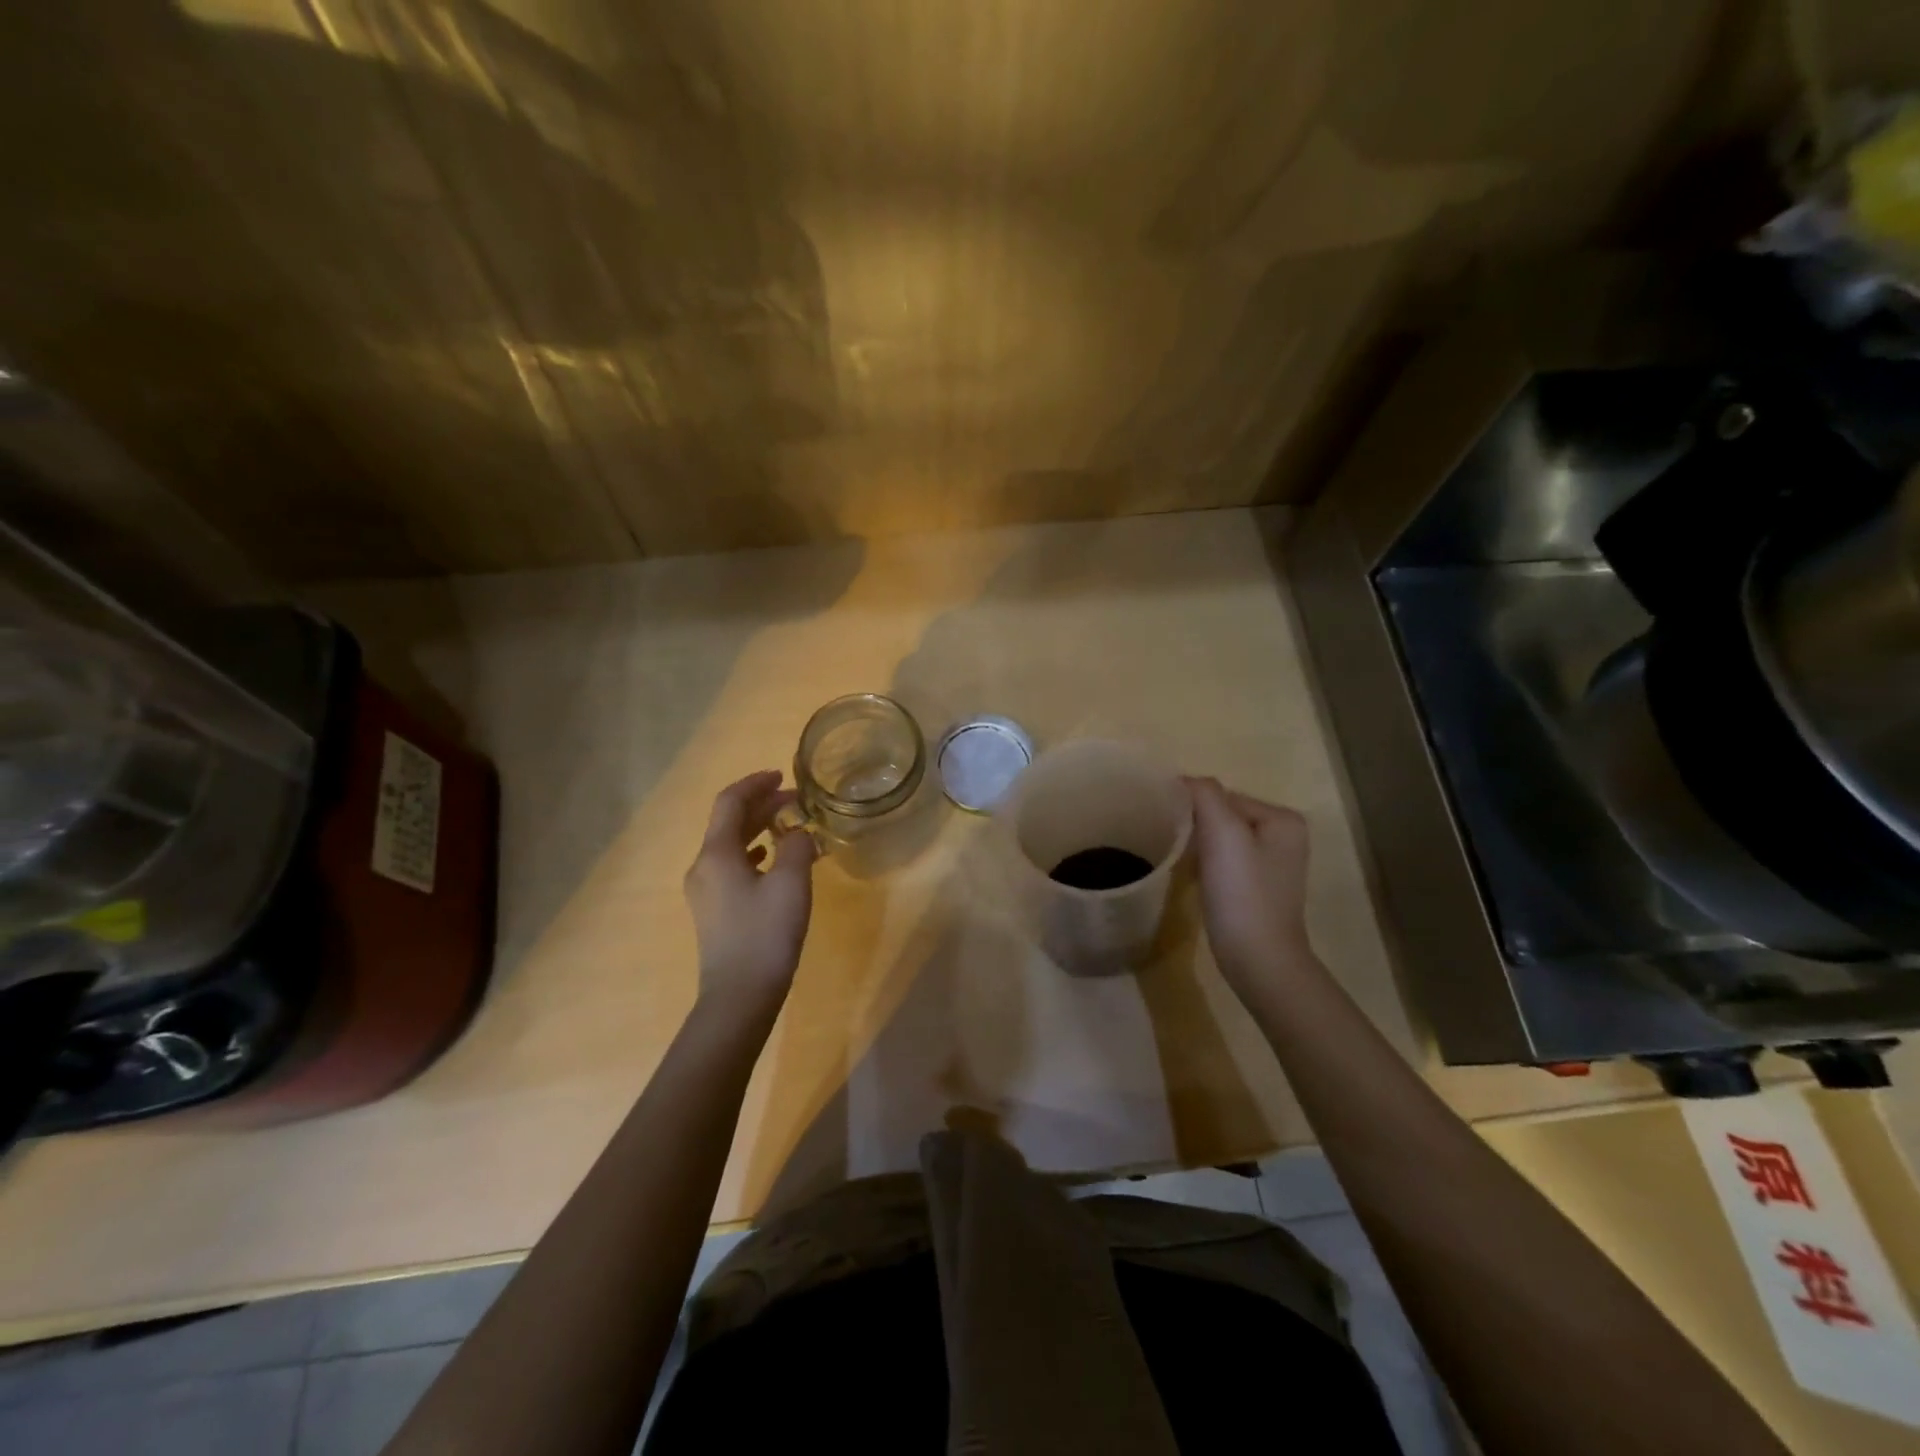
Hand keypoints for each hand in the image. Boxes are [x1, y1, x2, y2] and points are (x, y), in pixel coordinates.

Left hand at [683, 771, 817, 1020]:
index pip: (730, 802)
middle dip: (761, 805)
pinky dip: (753, 853)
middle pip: (728, 822)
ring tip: (789, 826)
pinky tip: (772, 860)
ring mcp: (705, 891)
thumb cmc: (765, 933)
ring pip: (730, 845)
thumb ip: (796, 847)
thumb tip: (798, 833)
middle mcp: (703, 866)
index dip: (755, 784)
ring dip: (758, 828)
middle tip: (795, 800)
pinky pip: (732, 867)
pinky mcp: (714, 911)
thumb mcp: (791, 883)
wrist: (739, 996)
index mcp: (716, 853)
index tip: (782, 776)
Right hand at [1184, 776, 1315, 1006]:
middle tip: (1164, 836)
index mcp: (1283, 818)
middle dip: (1195, 823)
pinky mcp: (1258, 888)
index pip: (1224, 795)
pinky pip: (1224, 861)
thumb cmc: (1242, 893)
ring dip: (1198, 843)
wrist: (1258, 959)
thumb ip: (1205, 795)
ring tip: (1174, 855)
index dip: (1192, 805)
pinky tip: (1192, 876)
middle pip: (1224, 815)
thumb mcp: (1223, 833)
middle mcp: (1284, 836)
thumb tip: (1185, 779)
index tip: (1162, 819)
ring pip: (1222, 838)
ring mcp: (1273, 864)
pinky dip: (1205, 863)